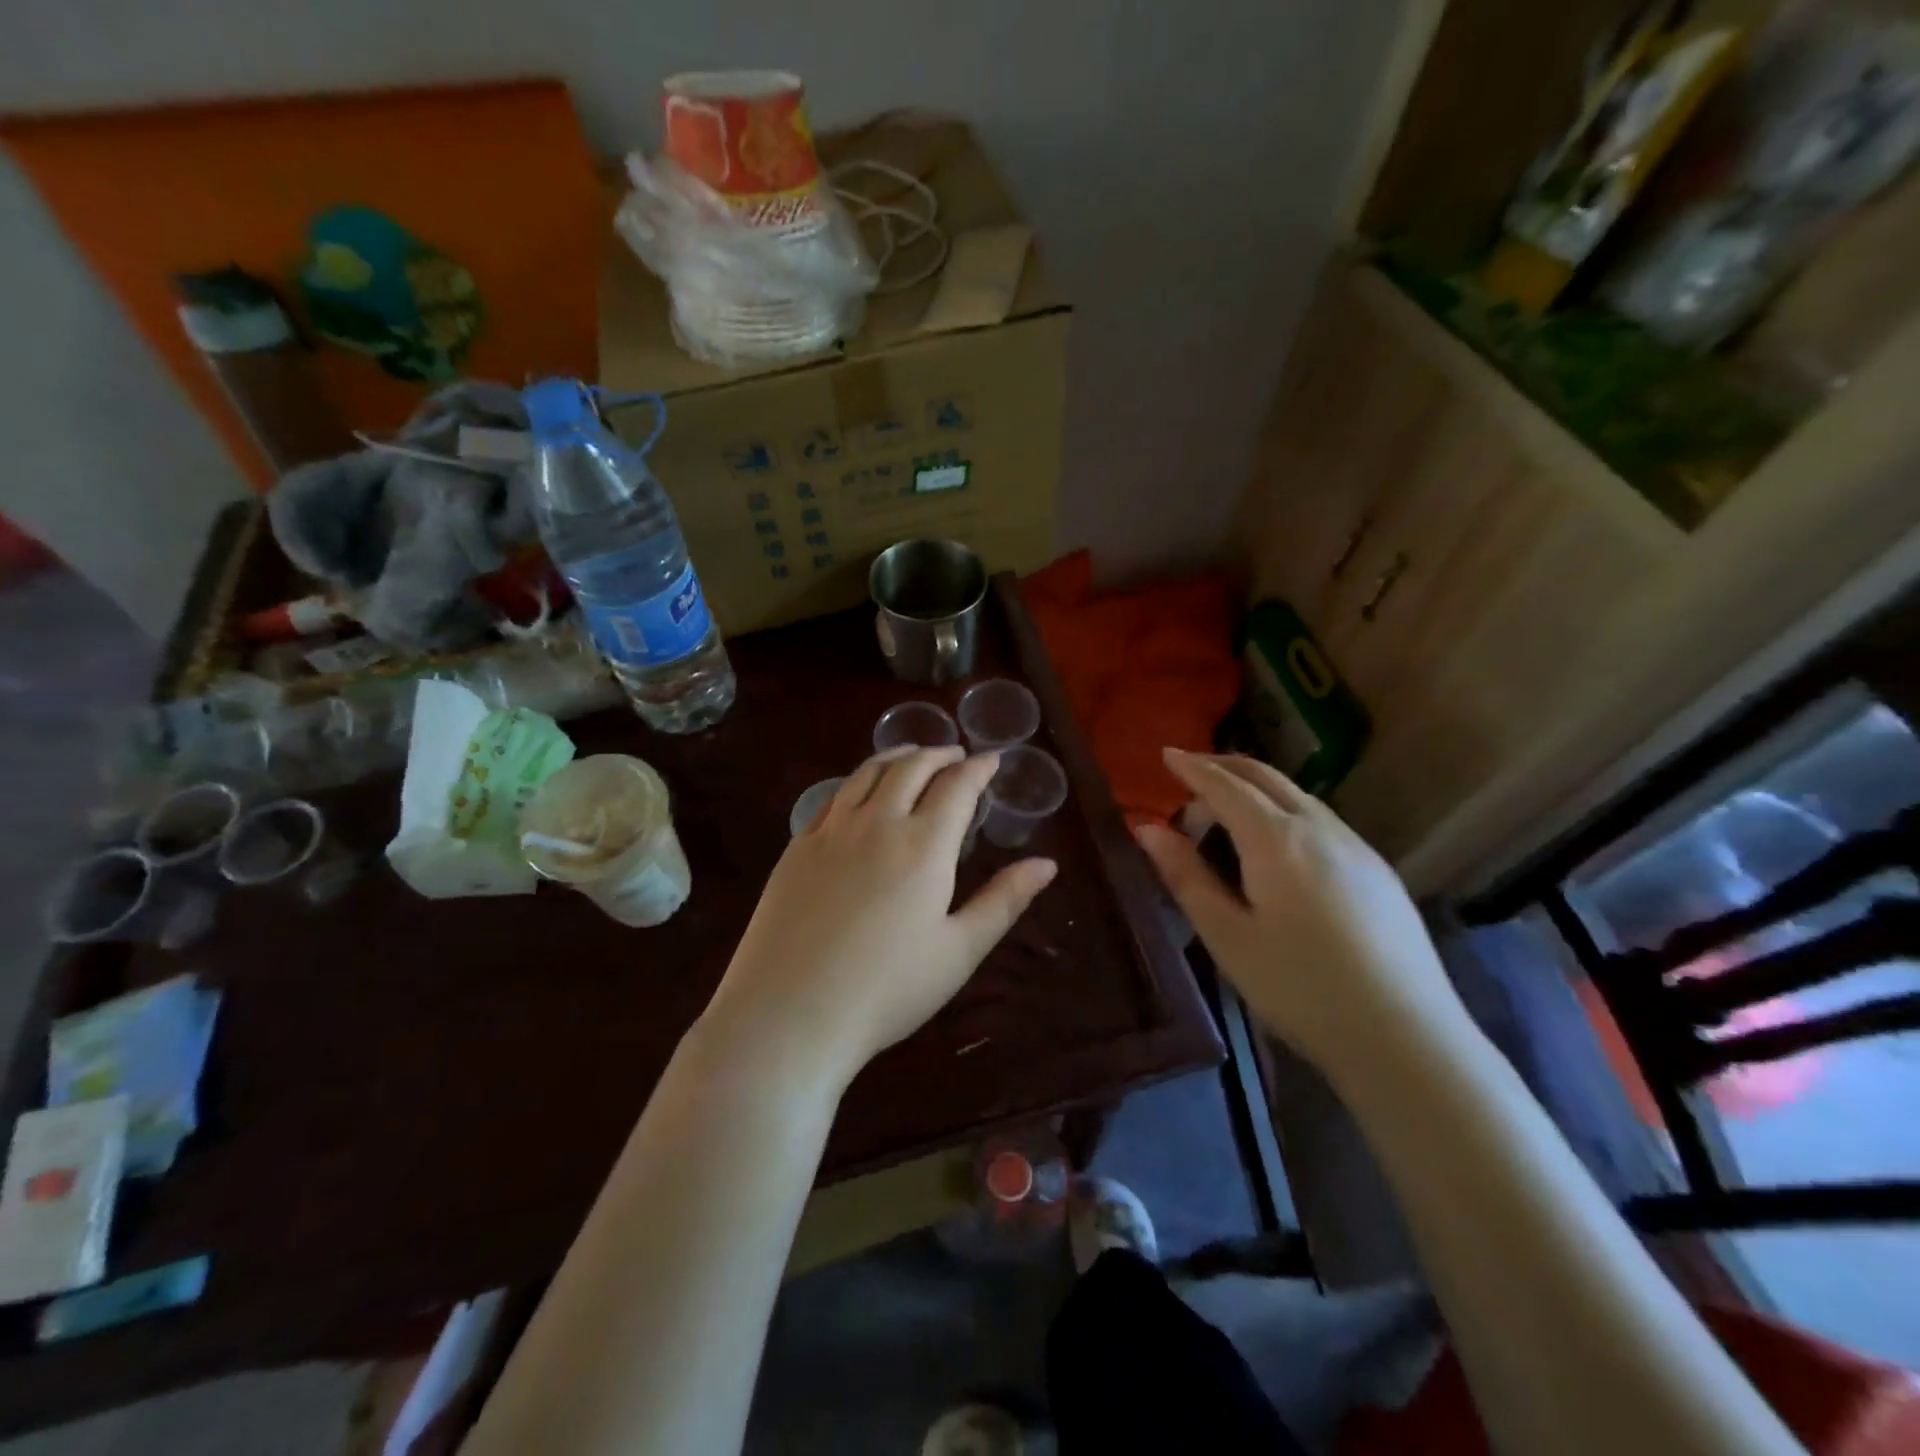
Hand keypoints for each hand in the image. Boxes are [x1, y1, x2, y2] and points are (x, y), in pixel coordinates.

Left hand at [701, 747, 1057, 1092]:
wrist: (790, 1014)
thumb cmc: (887, 990)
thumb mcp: (959, 951)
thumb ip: (1004, 901)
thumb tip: (1047, 864)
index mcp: (924, 845)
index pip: (957, 786)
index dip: (979, 768)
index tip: (992, 759)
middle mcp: (877, 823)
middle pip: (911, 767)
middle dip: (939, 754)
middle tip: (956, 755)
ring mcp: (831, 831)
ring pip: (867, 773)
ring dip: (897, 757)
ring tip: (912, 756)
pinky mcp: (796, 847)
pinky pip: (833, 797)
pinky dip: (857, 781)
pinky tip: (860, 793)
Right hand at [1134, 749, 1470, 1079]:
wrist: (1406, 1037)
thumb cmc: (1300, 988)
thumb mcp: (1227, 936)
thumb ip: (1186, 876)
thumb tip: (1147, 828)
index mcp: (1276, 839)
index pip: (1226, 786)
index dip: (1193, 768)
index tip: (1166, 754)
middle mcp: (1319, 828)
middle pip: (1266, 777)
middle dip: (1224, 766)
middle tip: (1191, 769)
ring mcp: (1356, 847)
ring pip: (1298, 796)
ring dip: (1256, 789)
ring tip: (1226, 810)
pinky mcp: (1378, 871)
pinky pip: (1321, 820)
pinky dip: (1285, 810)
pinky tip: (1279, 845)